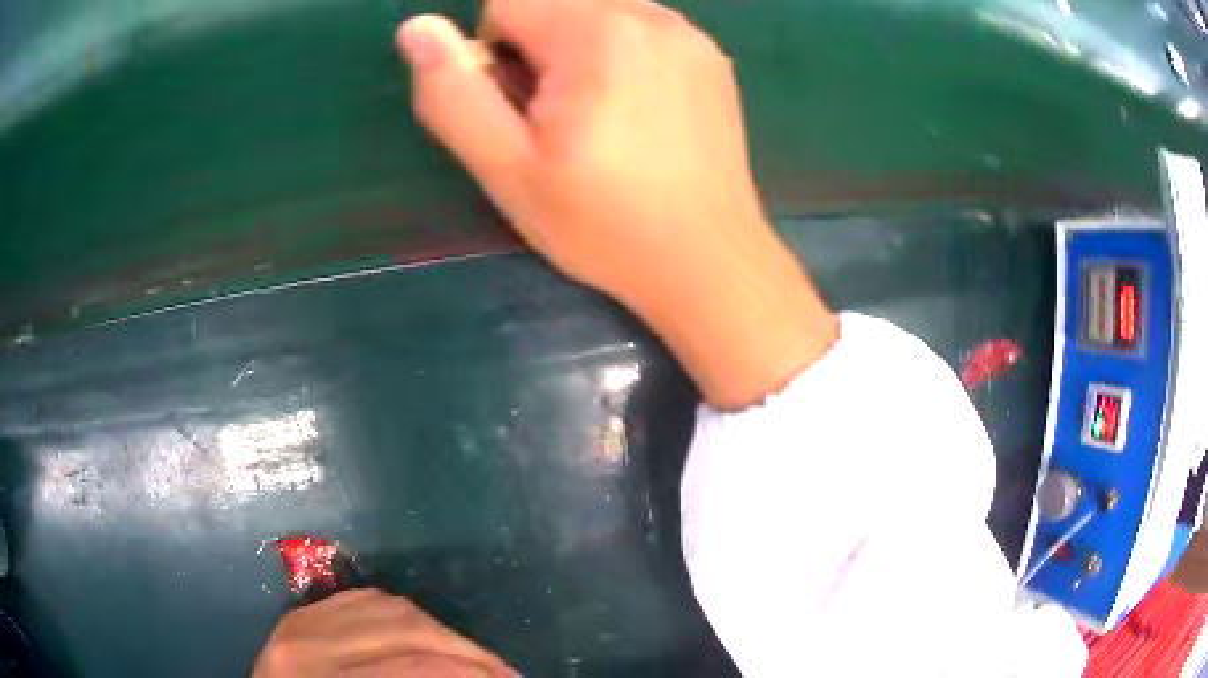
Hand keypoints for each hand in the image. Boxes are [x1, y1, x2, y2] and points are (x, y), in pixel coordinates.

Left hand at [253, 590, 513, 676]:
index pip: (413, 668)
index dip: (470, 673)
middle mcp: (306, 642)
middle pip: (406, 627)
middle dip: (467, 650)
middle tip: (503, 672)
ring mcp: (299, 621)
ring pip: (390, 606)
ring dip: (443, 632)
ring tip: (472, 657)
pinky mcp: (300, 615)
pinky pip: (363, 599)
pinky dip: (407, 615)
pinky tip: (428, 636)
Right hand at [396, 0, 836, 408]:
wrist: (707, 260)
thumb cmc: (603, 224)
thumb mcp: (508, 168)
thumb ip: (453, 93)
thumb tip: (415, 27)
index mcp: (597, 31)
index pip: (506, 4)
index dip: (495, 58)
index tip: (523, 114)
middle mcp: (650, 14)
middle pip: (554, 4)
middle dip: (538, 51)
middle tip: (562, 122)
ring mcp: (688, 34)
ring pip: (596, 13)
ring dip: (578, 52)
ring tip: (603, 121)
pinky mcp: (710, 56)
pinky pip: (640, 31)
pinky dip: (622, 56)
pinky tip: (640, 116)